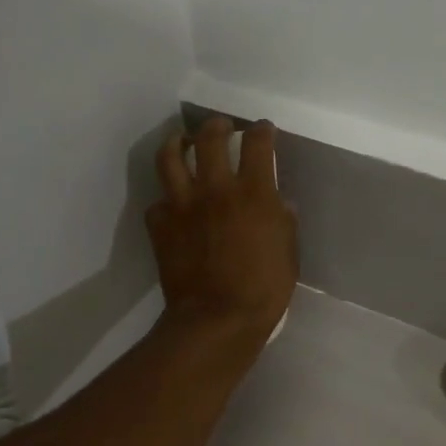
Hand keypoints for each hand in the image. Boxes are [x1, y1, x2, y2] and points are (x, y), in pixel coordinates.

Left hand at [148, 116, 298, 345]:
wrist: (217, 319)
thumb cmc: (263, 290)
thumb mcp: (288, 252)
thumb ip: (282, 221)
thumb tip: (278, 204)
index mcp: (253, 193)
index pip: (257, 144)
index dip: (262, 131)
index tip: (263, 130)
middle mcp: (215, 189)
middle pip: (210, 139)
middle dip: (217, 126)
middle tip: (221, 128)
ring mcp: (183, 205)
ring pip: (170, 158)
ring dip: (177, 144)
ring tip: (182, 142)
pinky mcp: (160, 226)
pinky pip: (157, 203)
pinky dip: (166, 201)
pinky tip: (172, 206)